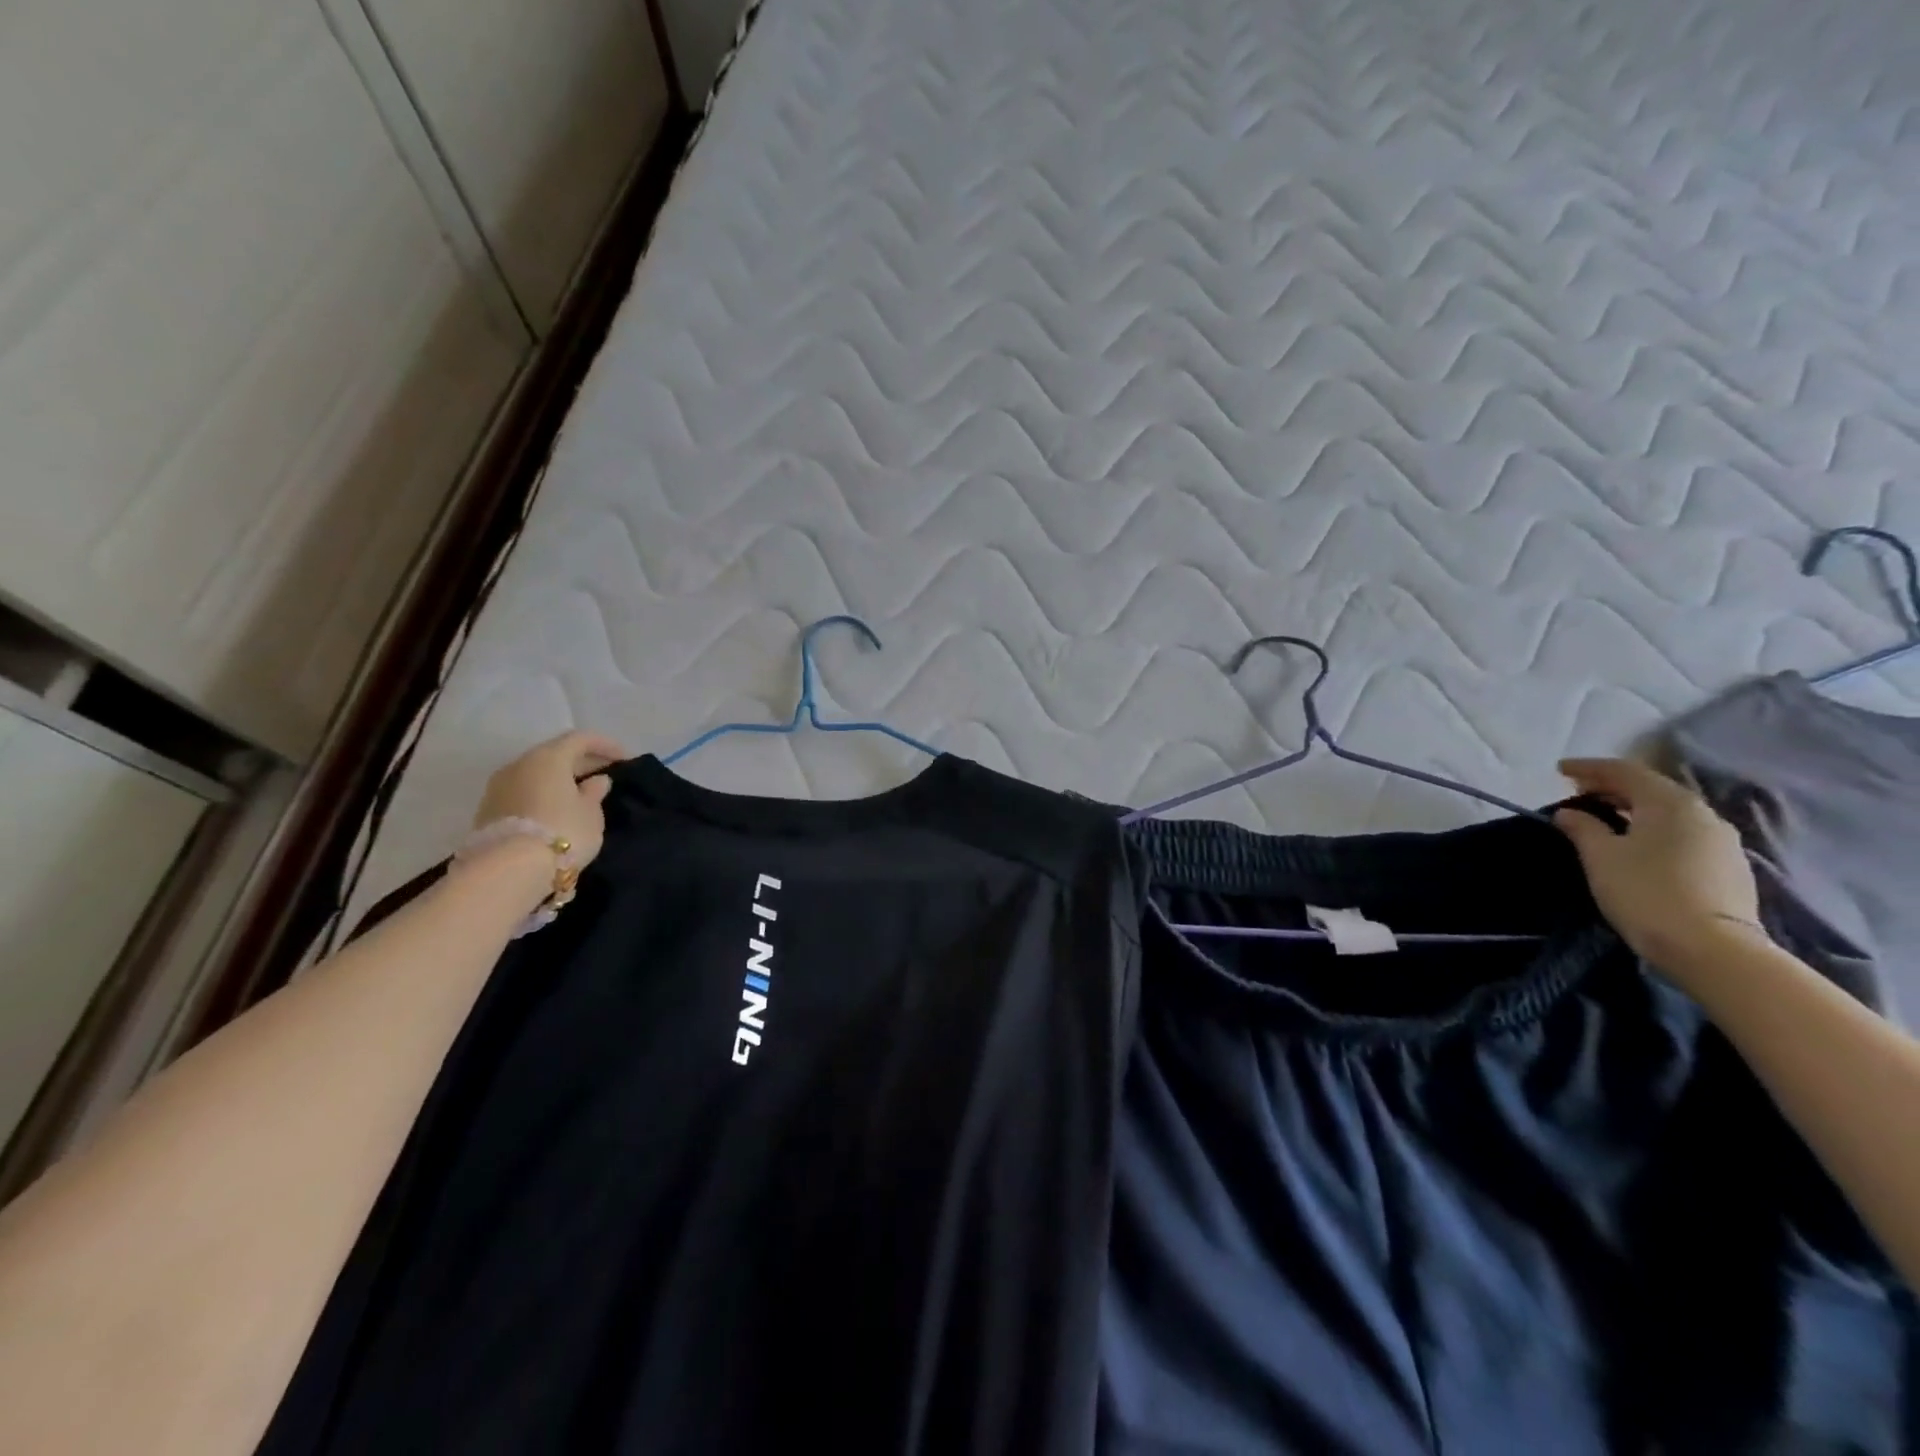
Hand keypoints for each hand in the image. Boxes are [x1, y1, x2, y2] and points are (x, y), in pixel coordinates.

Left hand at [471, 731, 626, 867]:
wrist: (508, 871)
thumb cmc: (563, 832)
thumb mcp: (591, 814)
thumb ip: (594, 793)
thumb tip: (597, 781)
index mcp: (548, 758)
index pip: (580, 739)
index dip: (606, 746)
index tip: (626, 759)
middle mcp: (519, 764)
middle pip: (555, 754)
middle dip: (581, 762)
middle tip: (605, 775)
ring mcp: (498, 787)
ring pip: (536, 774)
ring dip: (559, 780)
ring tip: (580, 795)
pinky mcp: (488, 811)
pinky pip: (523, 792)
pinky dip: (542, 795)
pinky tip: (556, 810)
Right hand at [1553, 757, 1763, 979]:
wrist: (1713, 949)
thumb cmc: (1645, 892)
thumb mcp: (1600, 856)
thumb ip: (1582, 827)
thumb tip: (1570, 813)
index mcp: (1669, 802)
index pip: (1624, 771)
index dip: (1588, 767)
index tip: (1559, 771)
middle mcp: (1702, 813)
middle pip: (1651, 788)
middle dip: (1612, 787)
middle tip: (1578, 794)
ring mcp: (1721, 841)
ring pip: (1669, 812)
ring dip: (1634, 809)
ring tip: (1606, 819)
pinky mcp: (1728, 866)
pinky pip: (1682, 833)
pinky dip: (1654, 828)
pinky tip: (1638, 844)